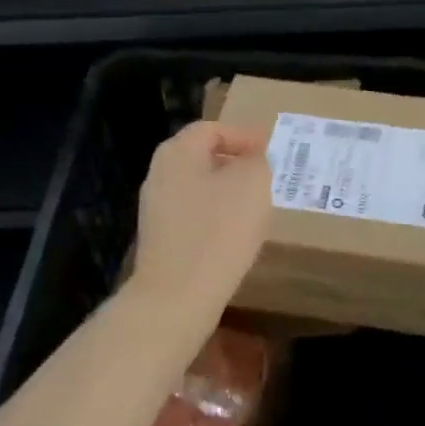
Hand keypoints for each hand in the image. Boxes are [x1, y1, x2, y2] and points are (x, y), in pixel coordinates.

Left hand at [130, 122, 272, 334]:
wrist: (178, 296)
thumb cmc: (219, 229)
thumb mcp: (253, 183)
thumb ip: (257, 161)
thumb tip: (252, 159)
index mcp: (177, 152)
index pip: (211, 129)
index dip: (243, 136)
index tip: (269, 151)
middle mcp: (159, 174)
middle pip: (201, 157)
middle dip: (234, 163)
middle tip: (265, 174)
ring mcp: (155, 208)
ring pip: (197, 186)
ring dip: (225, 191)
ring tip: (254, 204)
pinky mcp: (159, 238)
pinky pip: (192, 214)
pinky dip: (214, 215)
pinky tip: (234, 233)